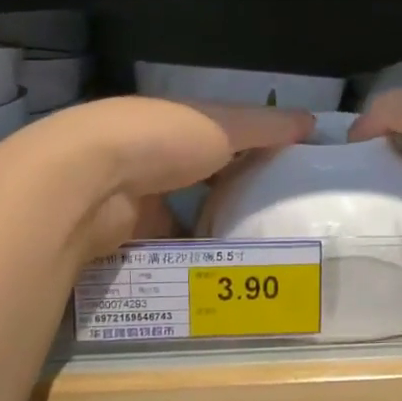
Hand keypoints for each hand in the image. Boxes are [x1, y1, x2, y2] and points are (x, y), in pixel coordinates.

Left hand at [13, 97, 313, 258]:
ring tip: (255, 256)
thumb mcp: (223, 125)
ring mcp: (134, 198)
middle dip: (230, 200)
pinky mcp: (124, 236)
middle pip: (198, 181)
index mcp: (171, 124)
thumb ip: (266, 127)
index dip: (250, 152)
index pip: (218, 136)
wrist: (90, 181)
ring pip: (181, 219)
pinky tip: (219, 277)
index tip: (283, 175)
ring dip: (209, 234)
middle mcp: (150, 157)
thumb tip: (311, 122)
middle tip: (273, 225)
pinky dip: (187, 261)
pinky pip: (164, 250)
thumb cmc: (161, 139)